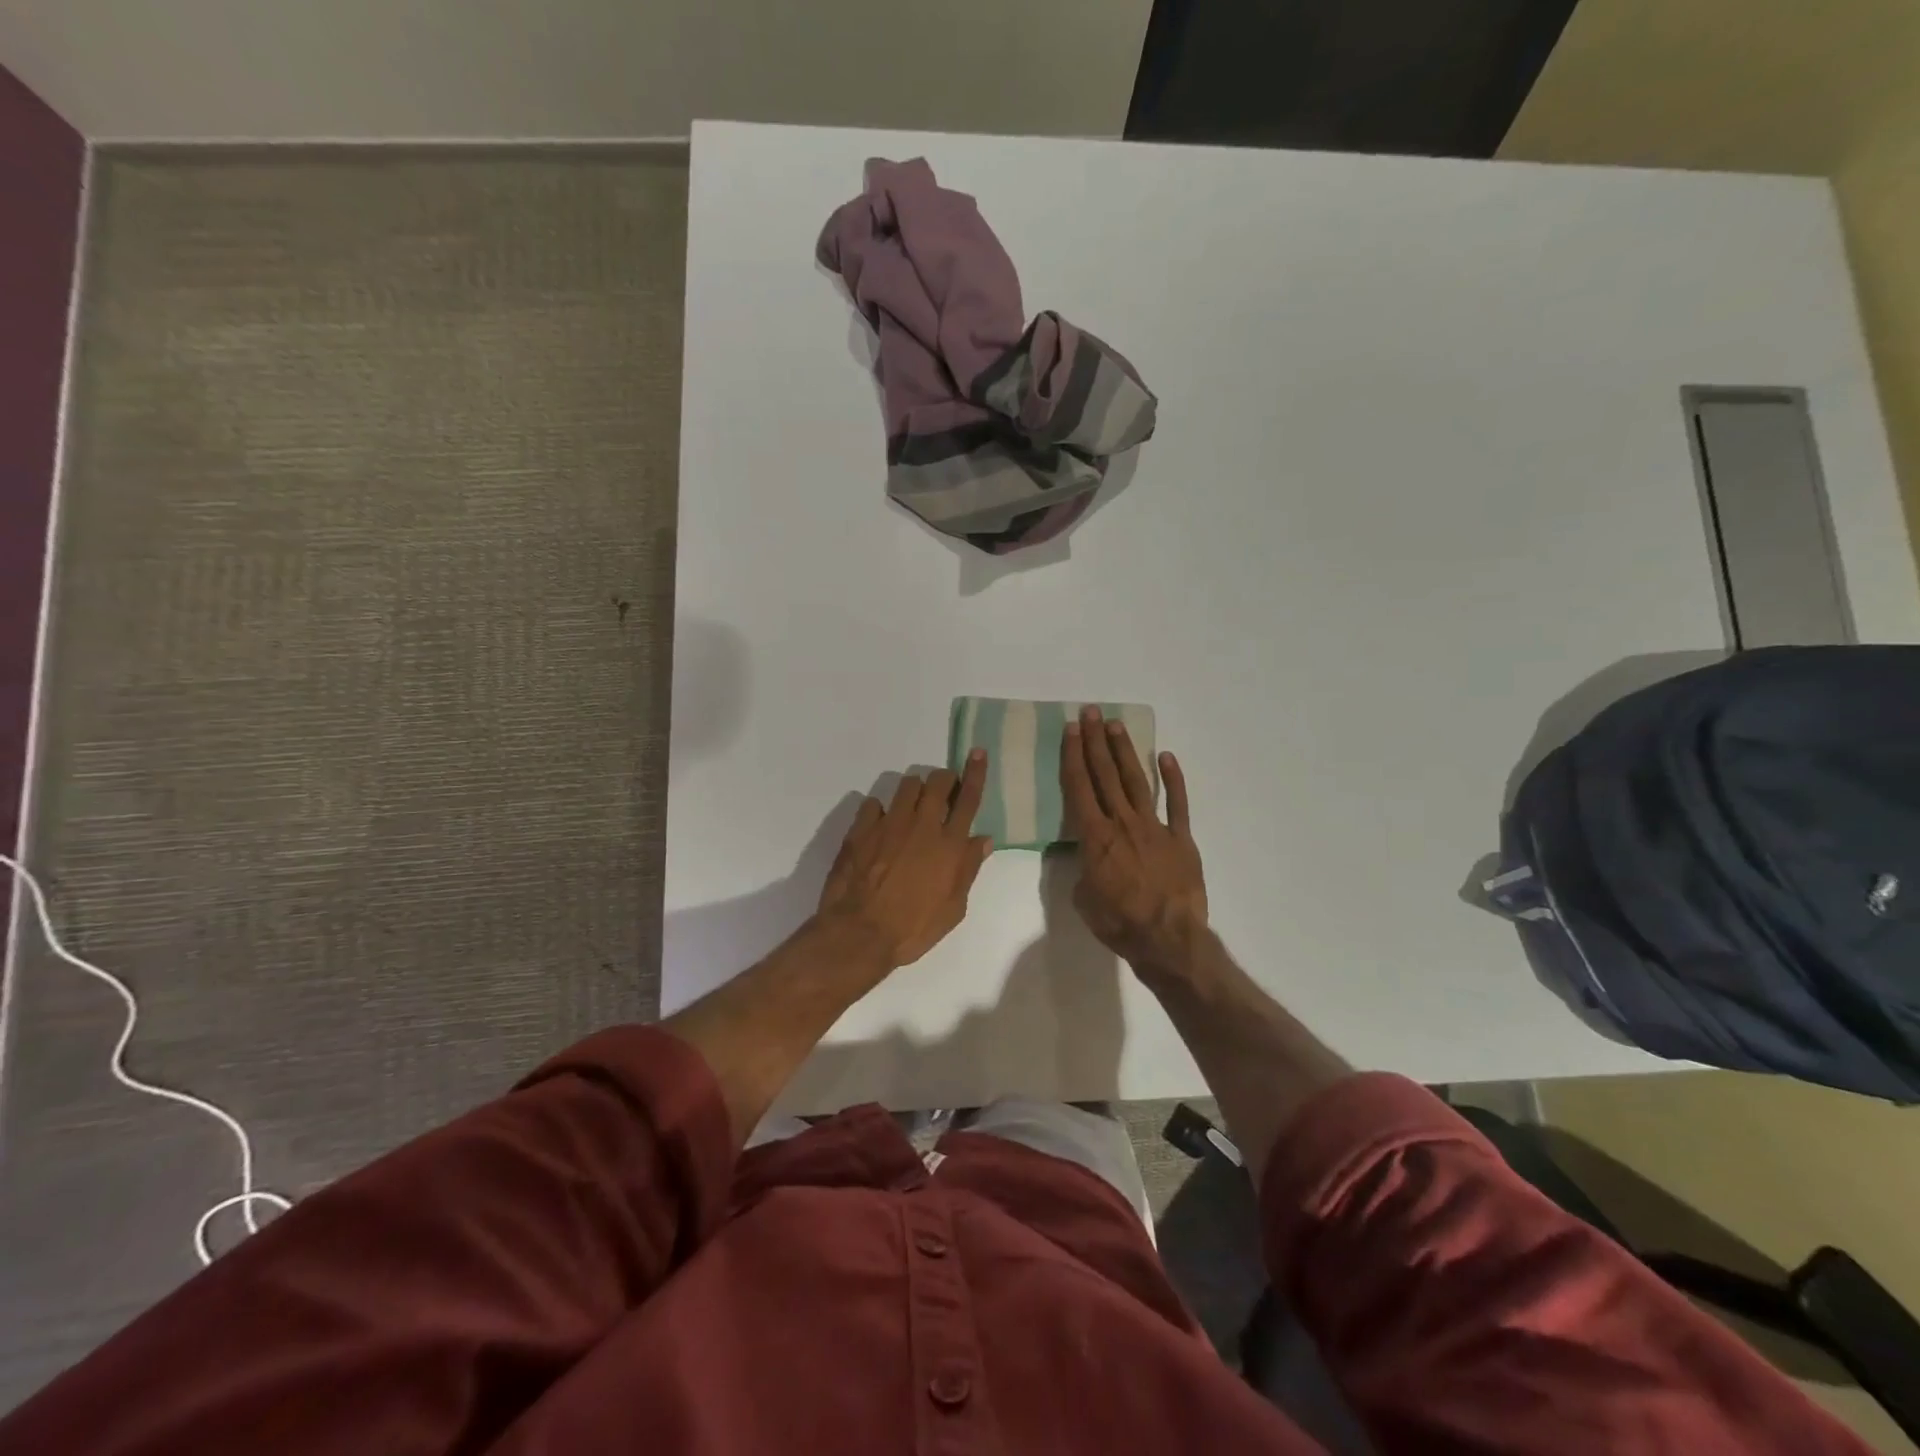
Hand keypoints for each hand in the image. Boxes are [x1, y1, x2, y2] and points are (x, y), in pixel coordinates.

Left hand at [817, 752, 992, 968]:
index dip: (975, 773)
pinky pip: (873, 804)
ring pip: (907, 785)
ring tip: (912, 808)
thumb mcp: (952, 908)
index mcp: (949, 844)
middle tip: (942, 792)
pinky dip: (880, 810)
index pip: (968, 798)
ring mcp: (889, 824)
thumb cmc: (913, 928)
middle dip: (943, 779)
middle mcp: (922, 825)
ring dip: (914, 791)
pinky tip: (879, 826)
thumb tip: (983, 839)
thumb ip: (967, 869)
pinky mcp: (861, 829)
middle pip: (937, 782)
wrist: (859, 933)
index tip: (977, 752)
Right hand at [1061, 706, 1207, 975]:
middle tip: (1090, 713)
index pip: (1079, 786)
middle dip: (1095, 742)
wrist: (1167, 937)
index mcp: (1095, 836)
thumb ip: (1083, 868)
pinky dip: (1172, 779)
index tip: (1070, 730)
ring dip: (1125, 752)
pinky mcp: (1181, 838)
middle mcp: (1122, 822)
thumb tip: (1085, 855)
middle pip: (1106, 774)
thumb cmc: (1119, 922)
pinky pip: (1177, 803)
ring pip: (1137, 781)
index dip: (1073, 755)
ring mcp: (1154, 827)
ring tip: (1116, 726)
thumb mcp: (1084, 898)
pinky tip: (1166, 757)